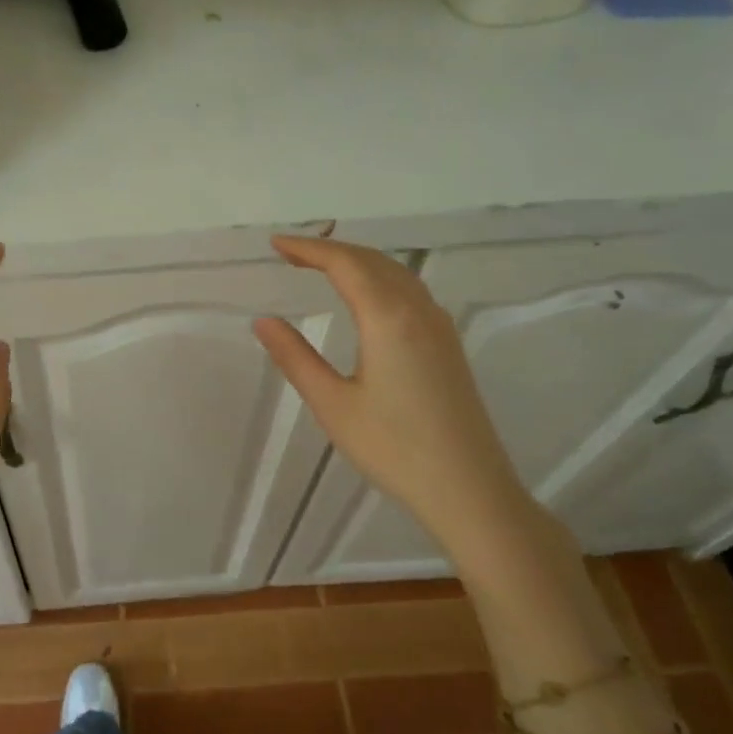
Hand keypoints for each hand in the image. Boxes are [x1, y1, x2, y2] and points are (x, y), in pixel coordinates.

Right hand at [253, 236, 531, 538]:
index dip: (308, 248)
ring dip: (357, 261)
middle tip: (290, 253)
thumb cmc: (394, 448)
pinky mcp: (448, 345)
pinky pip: (410, 290)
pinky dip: (379, 278)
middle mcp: (418, 310)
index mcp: (388, 318)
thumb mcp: (333, 404)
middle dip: (330, 249)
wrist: (469, 489)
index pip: (344, 264)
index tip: (275, 243)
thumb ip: (296, 357)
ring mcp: (439, 326)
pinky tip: (366, 296)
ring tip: (321, 266)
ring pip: (396, 273)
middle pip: (372, 260)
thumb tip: (263, 320)